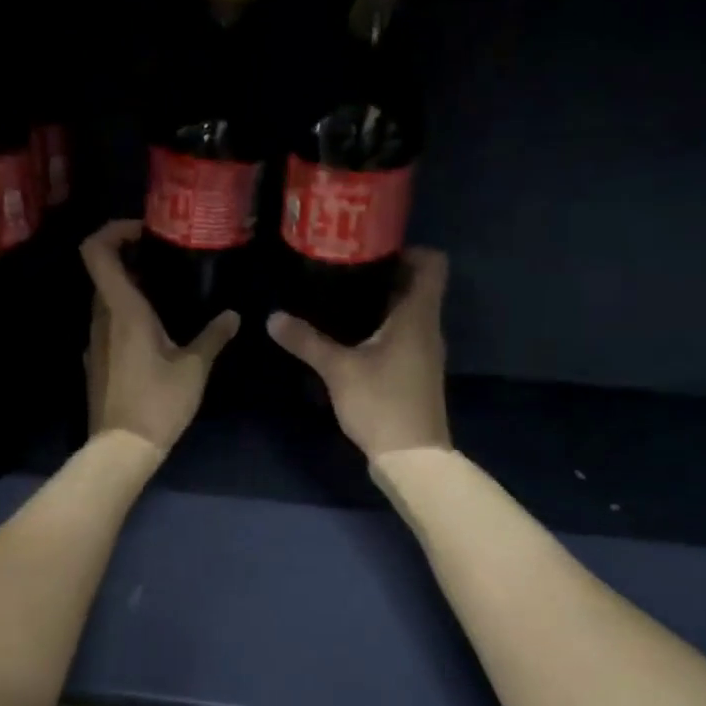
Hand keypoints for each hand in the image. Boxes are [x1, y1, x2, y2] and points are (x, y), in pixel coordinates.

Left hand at [81, 220, 238, 451]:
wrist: (122, 449)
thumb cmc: (158, 402)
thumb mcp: (194, 368)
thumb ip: (213, 336)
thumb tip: (233, 316)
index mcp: (123, 310)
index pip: (97, 251)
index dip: (113, 230)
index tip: (144, 232)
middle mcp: (101, 319)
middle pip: (104, 273)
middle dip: (130, 260)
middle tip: (165, 262)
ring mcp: (94, 342)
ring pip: (106, 302)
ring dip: (130, 291)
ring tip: (166, 297)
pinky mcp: (96, 363)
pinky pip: (108, 327)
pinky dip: (126, 318)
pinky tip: (155, 336)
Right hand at [267, 247, 451, 459]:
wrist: (411, 457)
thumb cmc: (381, 403)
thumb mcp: (338, 370)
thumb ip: (307, 341)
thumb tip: (273, 317)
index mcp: (417, 315)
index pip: (432, 264)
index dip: (409, 249)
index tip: (372, 249)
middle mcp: (427, 328)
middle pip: (416, 287)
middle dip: (384, 275)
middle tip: (344, 270)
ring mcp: (424, 353)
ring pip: (408, 314)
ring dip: (381, 305)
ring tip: (340, 300)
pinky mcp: (415, 374)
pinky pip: (402, 337)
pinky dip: (381, 330)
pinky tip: (351, 339)